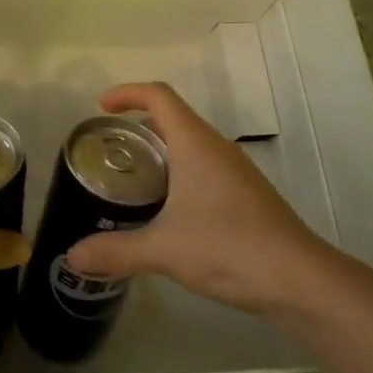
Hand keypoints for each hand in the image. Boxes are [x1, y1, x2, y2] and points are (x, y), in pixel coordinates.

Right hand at [64, 82, 332, 314]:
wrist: (300, 279)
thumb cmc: (229, 248)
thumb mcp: (164, 250)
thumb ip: (116, 251)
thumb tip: (72, 257)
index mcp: (195, 144)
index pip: (159, 96)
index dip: (128, 93)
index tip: (101, 107)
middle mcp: (216, 148)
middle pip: (174, 117)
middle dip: (139, 123)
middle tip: (110, 147)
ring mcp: (236, 171)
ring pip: (191, 143)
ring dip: (161, 149)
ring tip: (132, 177)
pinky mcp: (246, 195)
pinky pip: (205, 166)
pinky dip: (179, 171)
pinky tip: (168, 209)